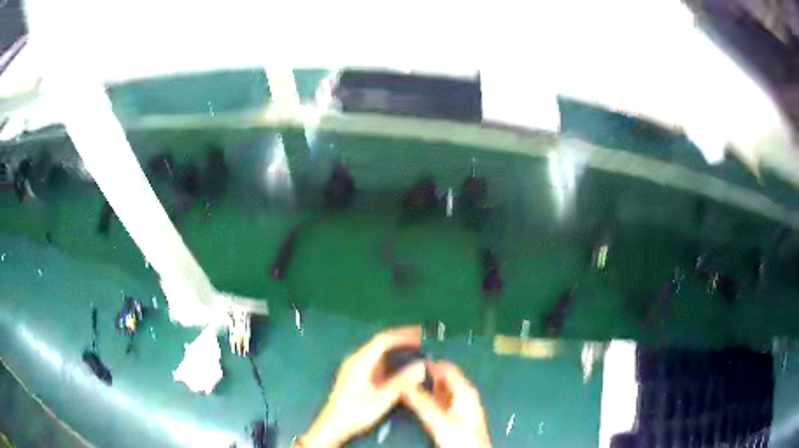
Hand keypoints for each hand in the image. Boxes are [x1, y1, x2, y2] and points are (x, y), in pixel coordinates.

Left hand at [300, 326, 426, 446]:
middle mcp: (357, 360)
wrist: (333, 426)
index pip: (383, 340)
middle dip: (402, 339)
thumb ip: (401, 381)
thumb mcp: (381, 399)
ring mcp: (356, 367)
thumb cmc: (355, 413)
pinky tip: (404, 364)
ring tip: (419, 349)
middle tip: (424, 339)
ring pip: (380, 351)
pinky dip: (393, 358)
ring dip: (398, 348)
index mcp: (360, 362)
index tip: (421, 333)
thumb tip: (422, 365)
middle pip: (381, 342)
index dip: (403, 335)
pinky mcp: (358, 375)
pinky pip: (378, 360)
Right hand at [402, 362, 491, 447]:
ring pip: (440, 389)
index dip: (429, 362)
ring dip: (425, 385)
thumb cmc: (461, 438)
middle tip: (402, 372)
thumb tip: (403, 384)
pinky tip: (415, 399)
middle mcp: (464, 394)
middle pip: (443, 377)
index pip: (447, 367)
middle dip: (425, 374)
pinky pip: (439, 400)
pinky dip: (428, 396)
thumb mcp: (439, 420)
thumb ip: (421, 402)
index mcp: (465, 391)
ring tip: (405, 383)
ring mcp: (459, 405)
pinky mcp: (454, 416)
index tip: (409, 359)